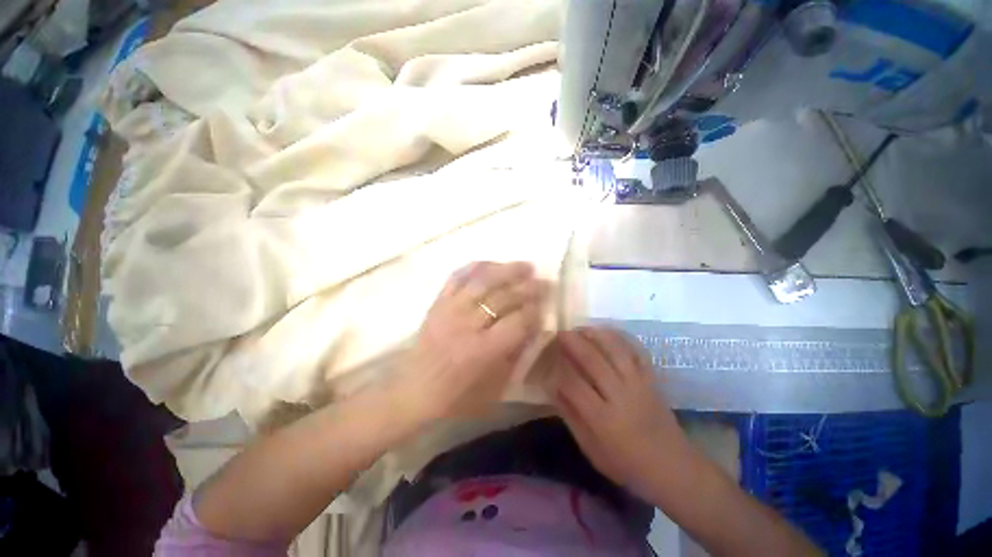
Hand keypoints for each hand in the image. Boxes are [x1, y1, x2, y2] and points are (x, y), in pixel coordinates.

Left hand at [394, 261, 545, 423]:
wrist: (414, 391)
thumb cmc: (457, 397)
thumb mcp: (495, 387)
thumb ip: (516, 354)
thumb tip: (534, 326)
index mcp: (483, 351)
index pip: (518, 322)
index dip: (535, 311)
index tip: (546, 305)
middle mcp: (467, 325)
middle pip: (503, 297)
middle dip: (529, 288)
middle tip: (544, 282)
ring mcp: (450, 309)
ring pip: (482, 281)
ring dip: (507, 270)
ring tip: (525, 266)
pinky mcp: (437, 302)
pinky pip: (458, 277)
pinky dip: (476, 267)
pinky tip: (492, 264)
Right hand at [542, 327, 687, 496]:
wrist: (673, 467)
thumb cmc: (627, 463)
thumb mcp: (591, 450)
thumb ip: (571, 417)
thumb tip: (553, 389)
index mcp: (603, 418)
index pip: (573, 385)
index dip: (558, 372)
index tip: (549, 363)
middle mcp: (620, 396)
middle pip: (593, 361)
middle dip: (574, 343)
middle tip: (560, 332)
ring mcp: (638, 384)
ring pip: (615, 351)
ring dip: (596, 335)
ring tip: (581, 328)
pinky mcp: (652, 379)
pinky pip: (637, 352)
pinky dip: (622, 338)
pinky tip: (609, 332)